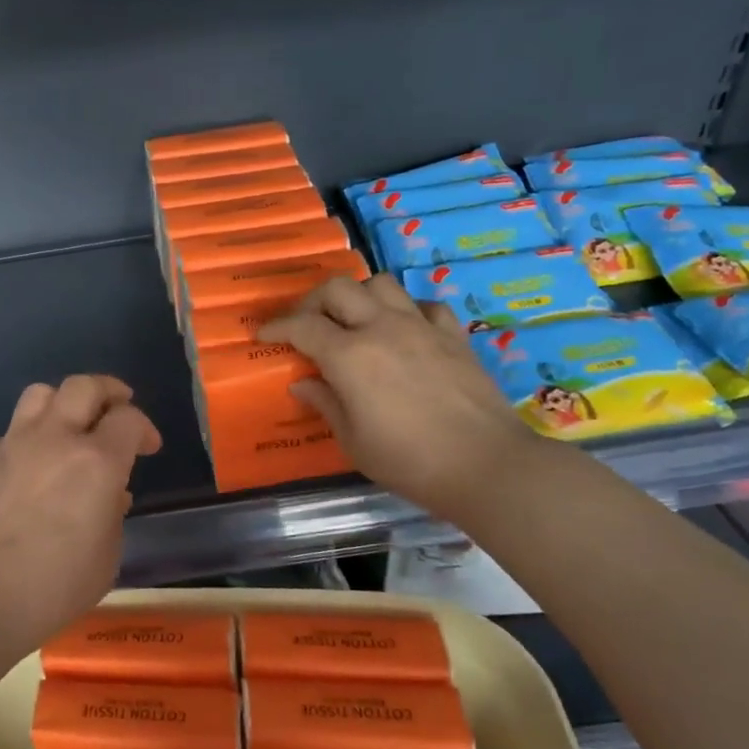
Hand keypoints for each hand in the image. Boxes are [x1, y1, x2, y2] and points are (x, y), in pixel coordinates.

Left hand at [0, 375, 162, 653]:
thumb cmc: (49, 589)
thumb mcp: (104, 561)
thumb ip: (113, 518)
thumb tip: (110, 495)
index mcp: (96, 463)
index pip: (129, 419)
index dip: (144, 429)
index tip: (148, 448)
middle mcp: (55, 440)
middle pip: (85, 386)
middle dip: (108, 391)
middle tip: (117, 408)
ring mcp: (12, 444)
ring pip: (41, 394)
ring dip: (63, 402)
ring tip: (69, 425)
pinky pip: (9, 433)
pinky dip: (26, 440)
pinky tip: (25, 470)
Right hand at [258, 275, 537, 518]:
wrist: (485, 464)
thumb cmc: (408, 461)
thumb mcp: (353, 441)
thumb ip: (325, 404)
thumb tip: (303, 383)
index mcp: (349, 355)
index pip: (302, 326)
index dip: (277, 326)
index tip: (263, 334)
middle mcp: (382, 328)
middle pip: (338, 288)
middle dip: (312, 301)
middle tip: (305, 324)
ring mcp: (421, 327)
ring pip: (381, 284)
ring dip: (358, 296)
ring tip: (353, 320)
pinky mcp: (453, 335)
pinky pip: (424, 305)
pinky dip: (405, 309)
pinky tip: (402, 329)